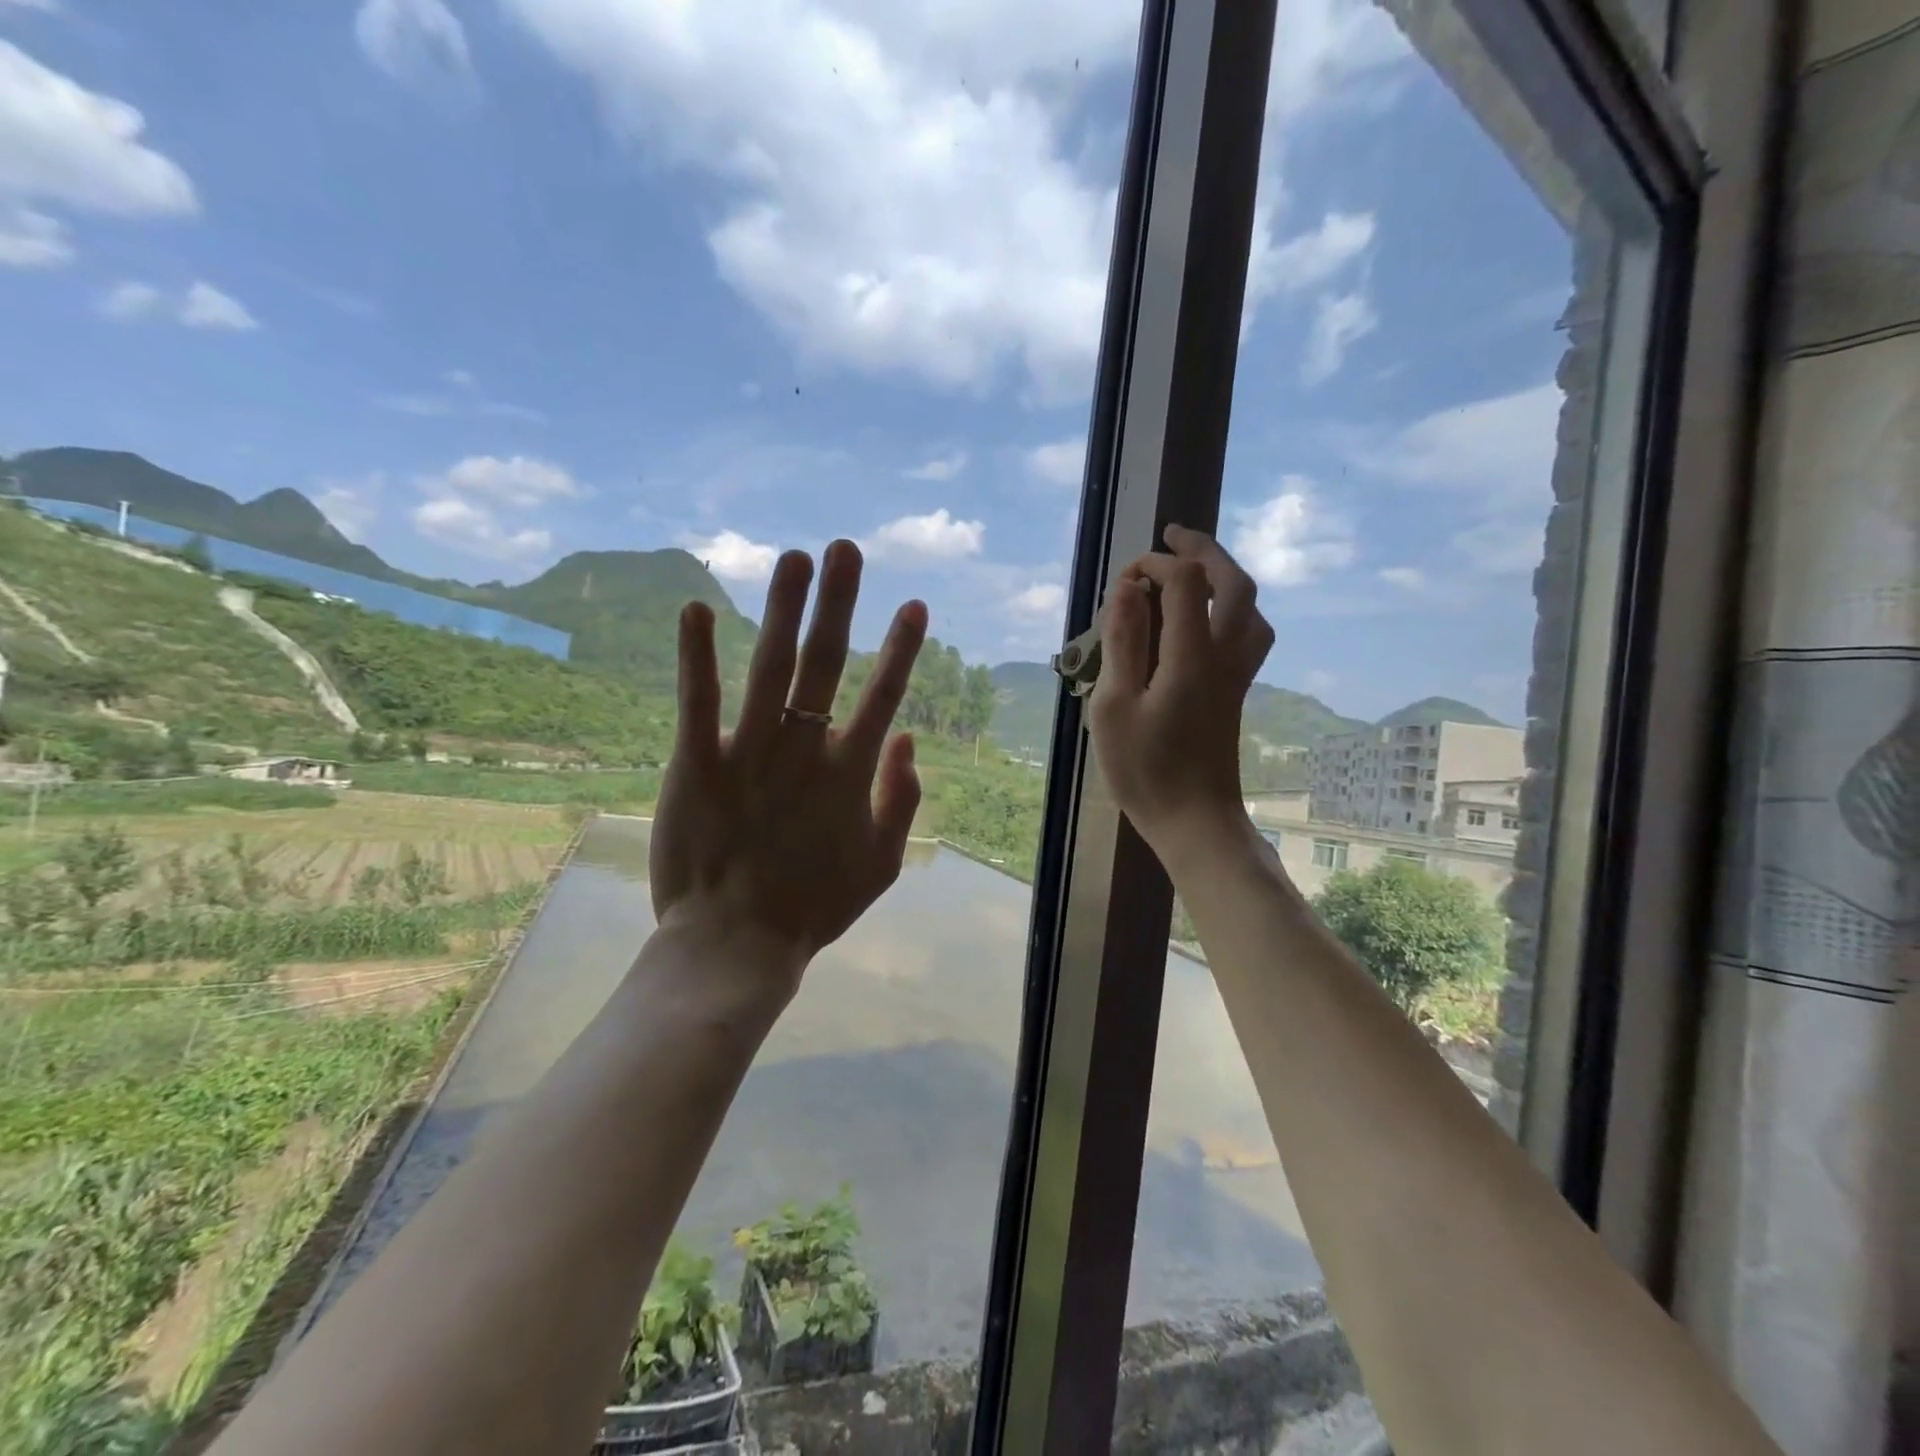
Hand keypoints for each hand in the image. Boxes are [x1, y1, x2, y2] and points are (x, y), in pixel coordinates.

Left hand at [649, 540, 927, 994]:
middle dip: (840, 603)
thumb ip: (902, 800)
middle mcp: (805, 750)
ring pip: (771, 667)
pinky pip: (698, 701)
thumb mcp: (881, 864)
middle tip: (846, 549)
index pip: (883, 696)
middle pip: (826, 664)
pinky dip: (698, 654)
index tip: (913, 605)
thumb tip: (907, 738)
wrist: (736, 945)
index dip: (901, 650)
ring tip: (795, 558)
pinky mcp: (697, 764)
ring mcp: (749, 753)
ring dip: (785, 609)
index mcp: (850, 774)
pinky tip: (697, 608)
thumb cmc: (812, 906)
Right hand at [1086, 524, 1273, 868]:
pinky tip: (1207, 618)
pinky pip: (1249, 631)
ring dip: (1225, 576)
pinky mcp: (1238, 691)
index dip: (1156, 564)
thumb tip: (1127, 590)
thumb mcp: (1116, 706)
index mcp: (1192, 657)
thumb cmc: (1146, 770)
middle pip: (1233, 583)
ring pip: (1250, 607)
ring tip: (1194, 568)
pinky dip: (1232, 606)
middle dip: (1204, 550)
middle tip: (1173, 535)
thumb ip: (1123, 643)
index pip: (1185, 583)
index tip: (1125, 576)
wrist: (1195, 821)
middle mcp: (1225, 656)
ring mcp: (1238, 674)